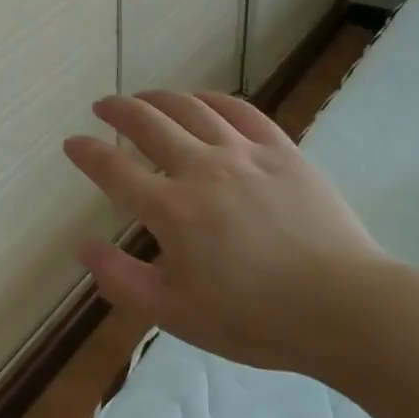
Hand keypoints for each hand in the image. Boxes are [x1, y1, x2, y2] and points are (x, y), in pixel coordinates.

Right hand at [65, 91, 387, 374]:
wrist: (345, 309)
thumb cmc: (256, 319)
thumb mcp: (177, 315)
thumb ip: (122, 280)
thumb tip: (82, 246)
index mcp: (173, 210)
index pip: (114, 169)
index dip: (87, 153)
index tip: (73, 143)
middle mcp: (202, 168)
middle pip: (147, 123)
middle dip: (117, 110)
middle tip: (103, 106)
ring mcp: (244, 153)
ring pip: (190, 108)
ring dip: (158, 98)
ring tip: (144, 98)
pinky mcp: (281, 149)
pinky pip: (239, 109)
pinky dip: (210, 98)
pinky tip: (200, 100)